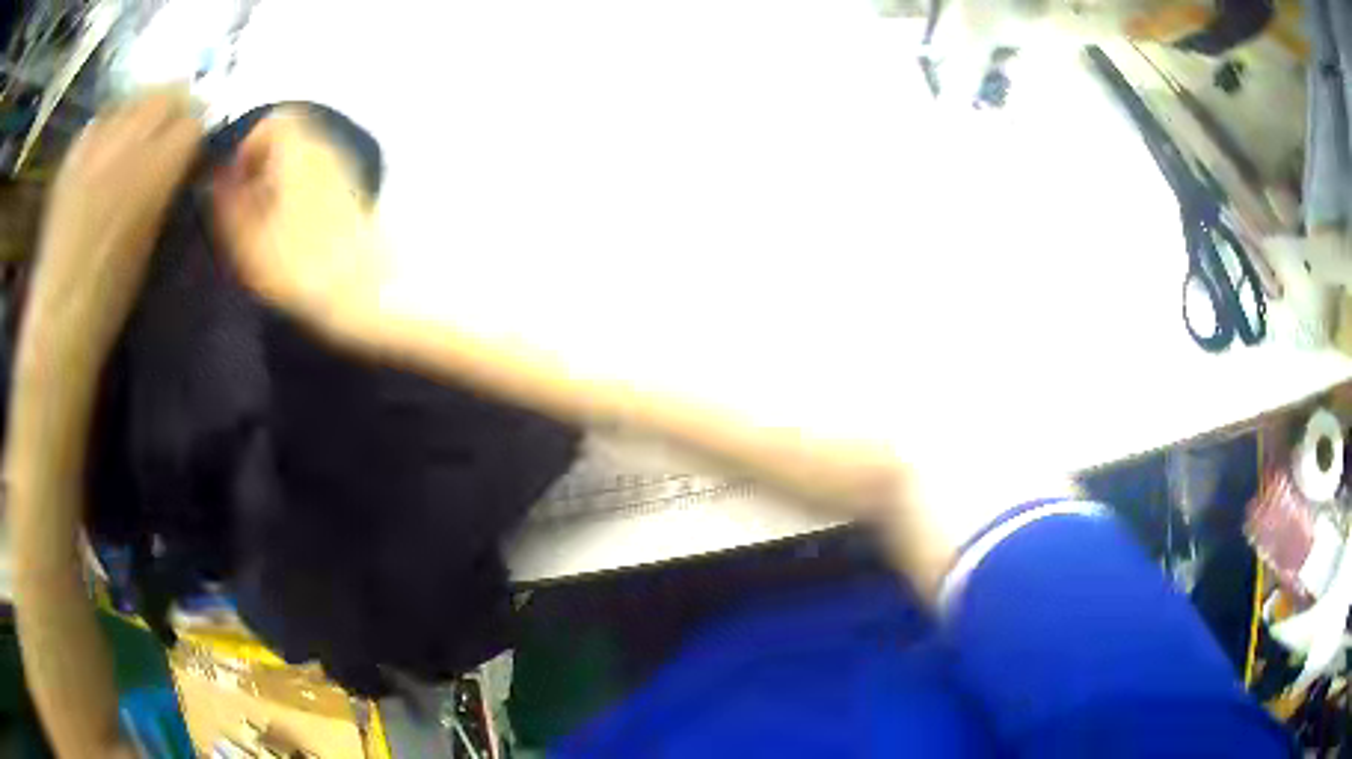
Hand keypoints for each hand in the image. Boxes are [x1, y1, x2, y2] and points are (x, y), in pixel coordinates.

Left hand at [22, 90, 200, 371]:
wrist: (59, 320)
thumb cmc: (110, 297)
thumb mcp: (151, 242)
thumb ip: (166, 190)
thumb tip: (181, 161)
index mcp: (152, 175)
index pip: (192, 123)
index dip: (195, 134)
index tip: (192, 151)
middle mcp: (125, 147)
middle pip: (165, 96)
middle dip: (174, 109)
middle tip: (169, 132)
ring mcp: (93, 148)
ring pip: (131, 99)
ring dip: (141, 111)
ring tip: (137, 135)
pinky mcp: (71, 159)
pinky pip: (99, 120)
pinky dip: (108, 125)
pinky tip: (105, 148)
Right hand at [211, 110, 387, 343]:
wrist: (365, 291)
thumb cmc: (299, 265)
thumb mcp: (247, 239)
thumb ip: (228, 201)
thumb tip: (217, 176)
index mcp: (299, 150)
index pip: (273, 122)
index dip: (248, 145)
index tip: (235, 179)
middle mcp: (326, 150)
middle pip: (290, 136)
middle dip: (262, 161)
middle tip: (247, 200)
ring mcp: (345, 170)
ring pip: (304, 156)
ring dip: (280, 176)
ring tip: (265, 218)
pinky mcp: (354, 194)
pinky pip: (319, 175)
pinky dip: (299, 189)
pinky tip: (291, 227)